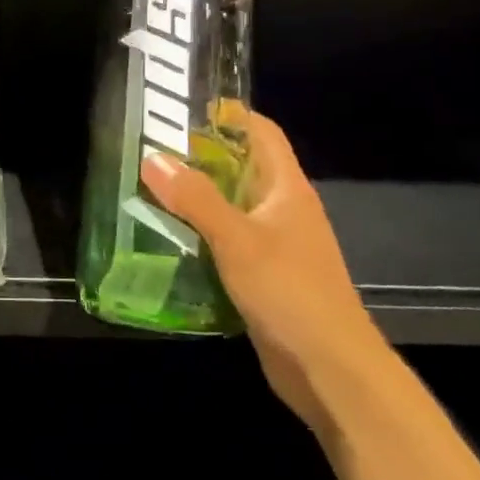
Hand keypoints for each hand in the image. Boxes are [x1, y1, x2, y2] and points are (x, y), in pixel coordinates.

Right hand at [139, 109, 394, 432]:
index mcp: (288, 189)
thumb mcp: (237, 239)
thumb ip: (195, 198)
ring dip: (196, 200)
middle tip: (152, 152)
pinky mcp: (264, 277)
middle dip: (200, 158)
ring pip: (231, 209)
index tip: (183, 110)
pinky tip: (167, 241)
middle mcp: (284, 210)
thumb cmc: (290, 292)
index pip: (262, 133)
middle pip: (242, 168)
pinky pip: (228, 244)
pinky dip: (200, 237)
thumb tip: (153, 158)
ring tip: (149, 191)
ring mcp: (276, 245)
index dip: (229, 115)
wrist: (330, 369)